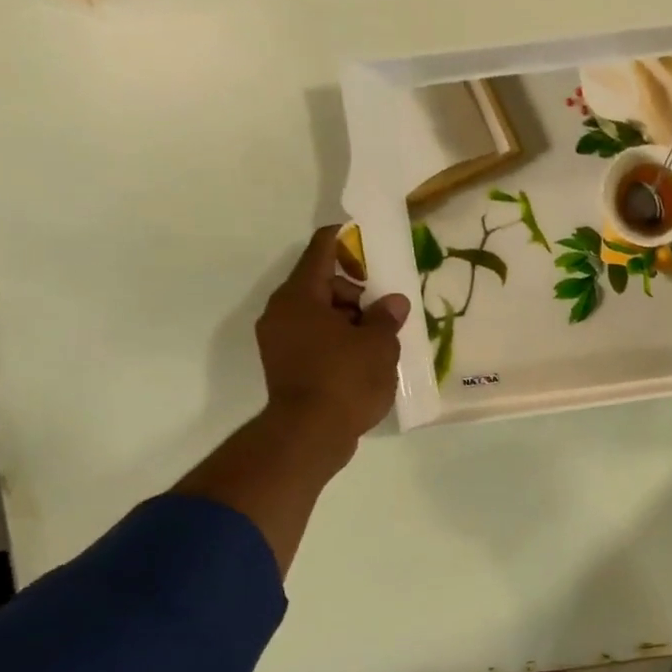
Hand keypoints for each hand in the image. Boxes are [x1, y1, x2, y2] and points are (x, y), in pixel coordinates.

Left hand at [257, 225, 410, 446]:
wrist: (310, 434)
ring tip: (380, 341)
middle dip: (356, 293)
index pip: (320, 251)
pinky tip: (364, 359)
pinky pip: (315, 340)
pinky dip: (338, 341)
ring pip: (319, 316)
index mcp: (299, 297)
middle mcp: (282, 313)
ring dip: (349, 320)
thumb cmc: (345, 379)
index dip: (343, 240)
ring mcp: (280, 341)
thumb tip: (392, 302)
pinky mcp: (285, 366)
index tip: (363, 236)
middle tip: (386, 312)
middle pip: (321, 286)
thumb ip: (385, 317)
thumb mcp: (377, 345)